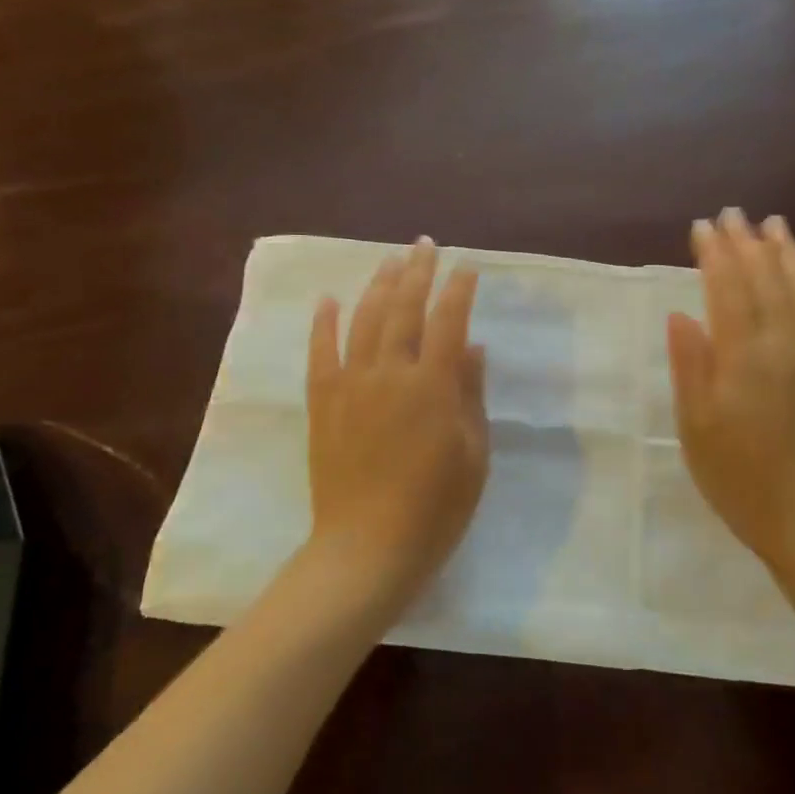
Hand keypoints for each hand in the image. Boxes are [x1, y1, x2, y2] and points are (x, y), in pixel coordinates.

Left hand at [302, 238, 488, 626]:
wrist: (368, 548)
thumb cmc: (436, 508)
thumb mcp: (473, 455)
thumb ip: (471, 395)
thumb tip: (472, 347)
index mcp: (433, 386)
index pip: (449, 322)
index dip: (458, 291)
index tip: (467, 267)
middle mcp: (390, 374)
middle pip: (404, 310)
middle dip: (417, 273)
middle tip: (425, 245)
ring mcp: (351, 386)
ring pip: (364, 321)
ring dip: (378, 286)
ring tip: (390, 261)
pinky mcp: (323, 403)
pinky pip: (321, 353)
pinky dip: (323, 323)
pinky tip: (328, 299)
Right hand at [667, 209, 794, 577]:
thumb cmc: (740, 478)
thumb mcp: (696, 427)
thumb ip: (690, 366)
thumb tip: (681, 314)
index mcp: (745, 356)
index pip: (728, 289)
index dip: (714, 255)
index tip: (702, 227)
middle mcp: (786, 345)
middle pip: (767, 281)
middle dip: (748, 244)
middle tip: (734, 214)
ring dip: (790, 255)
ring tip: (776, 227)